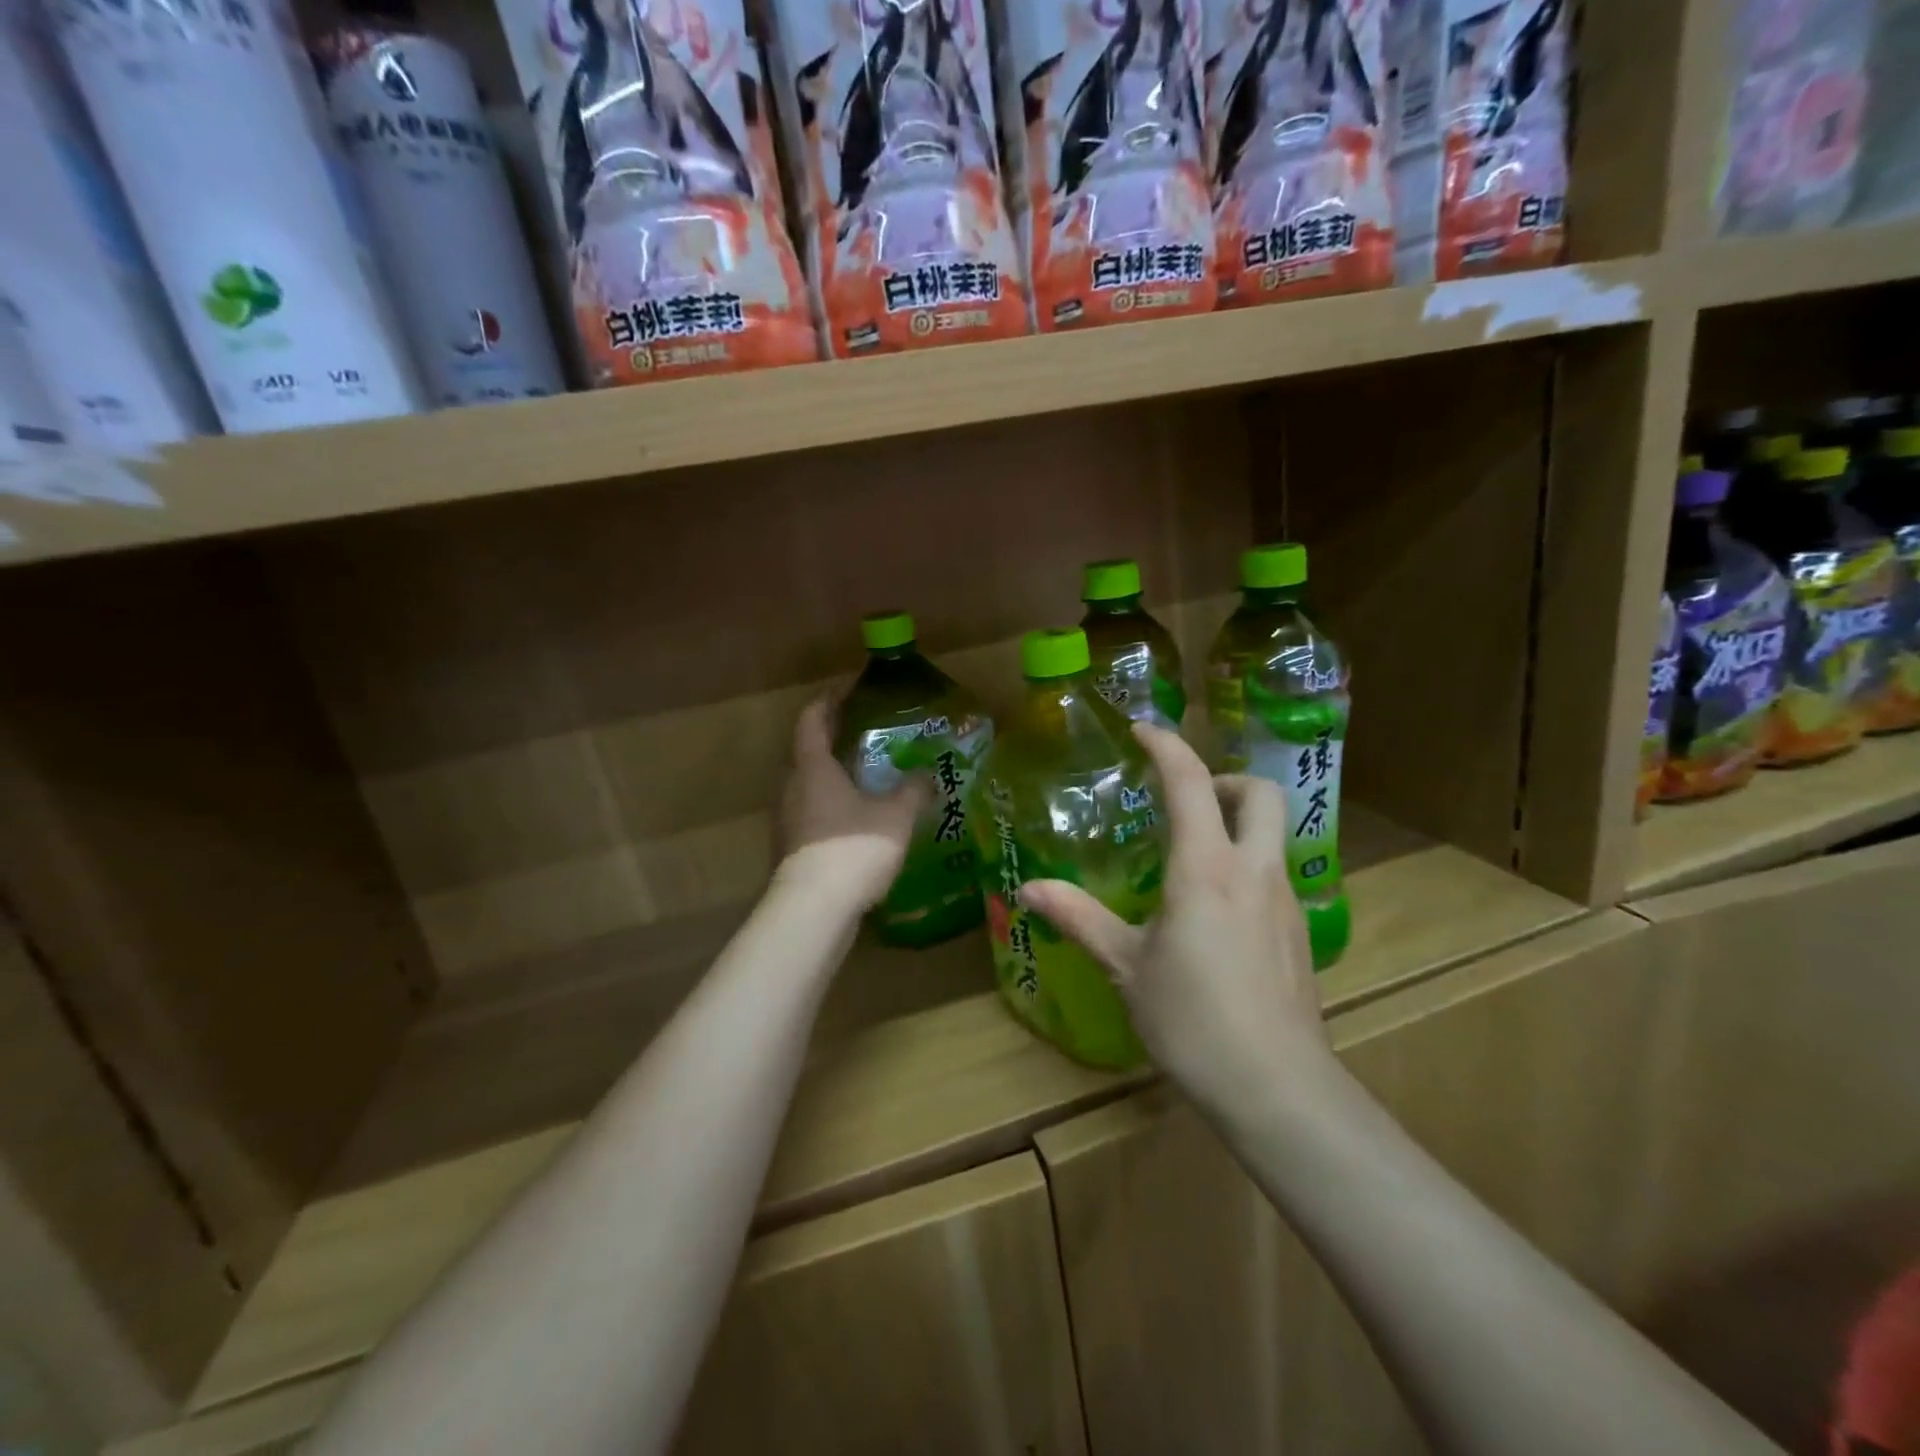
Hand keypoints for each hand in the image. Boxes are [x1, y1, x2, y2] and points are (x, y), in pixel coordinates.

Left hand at [776, 696, 926, 908]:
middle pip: (808, 752)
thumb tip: (926, 773)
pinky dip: (833, 808)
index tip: (850, 688)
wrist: (814, 910)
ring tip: (869, 780)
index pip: (813, 718)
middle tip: (867, 735)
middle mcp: (792, 787)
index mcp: (812, 767)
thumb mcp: (896, 815)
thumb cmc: (854, 848)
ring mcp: (787, 821)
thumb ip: (913, 789)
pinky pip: (813, 815)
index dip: (830, 699)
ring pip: (810, 786)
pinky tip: (860, 822)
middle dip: (835, 739)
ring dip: (835, 777)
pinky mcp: (791, 849)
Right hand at [1018, 723, 1330, 1116]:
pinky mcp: (1298, 931)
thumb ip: (1078, 918)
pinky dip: (1246, 862)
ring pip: (1273, 832)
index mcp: (1204, 868)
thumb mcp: (1125, 965)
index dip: (1166, 746)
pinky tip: (1216, 909)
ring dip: (1237, 820)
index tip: (1141, 731)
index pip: (1190, 783)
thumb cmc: (1192, 1019)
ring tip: (1191, 855)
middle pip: (1260, 792)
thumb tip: (1028, 891)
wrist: (1277, 1086)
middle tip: (1185, 800)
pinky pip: (1274, 872)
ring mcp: (1284, 900)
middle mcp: (1252, 870)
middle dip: (1224, 778)